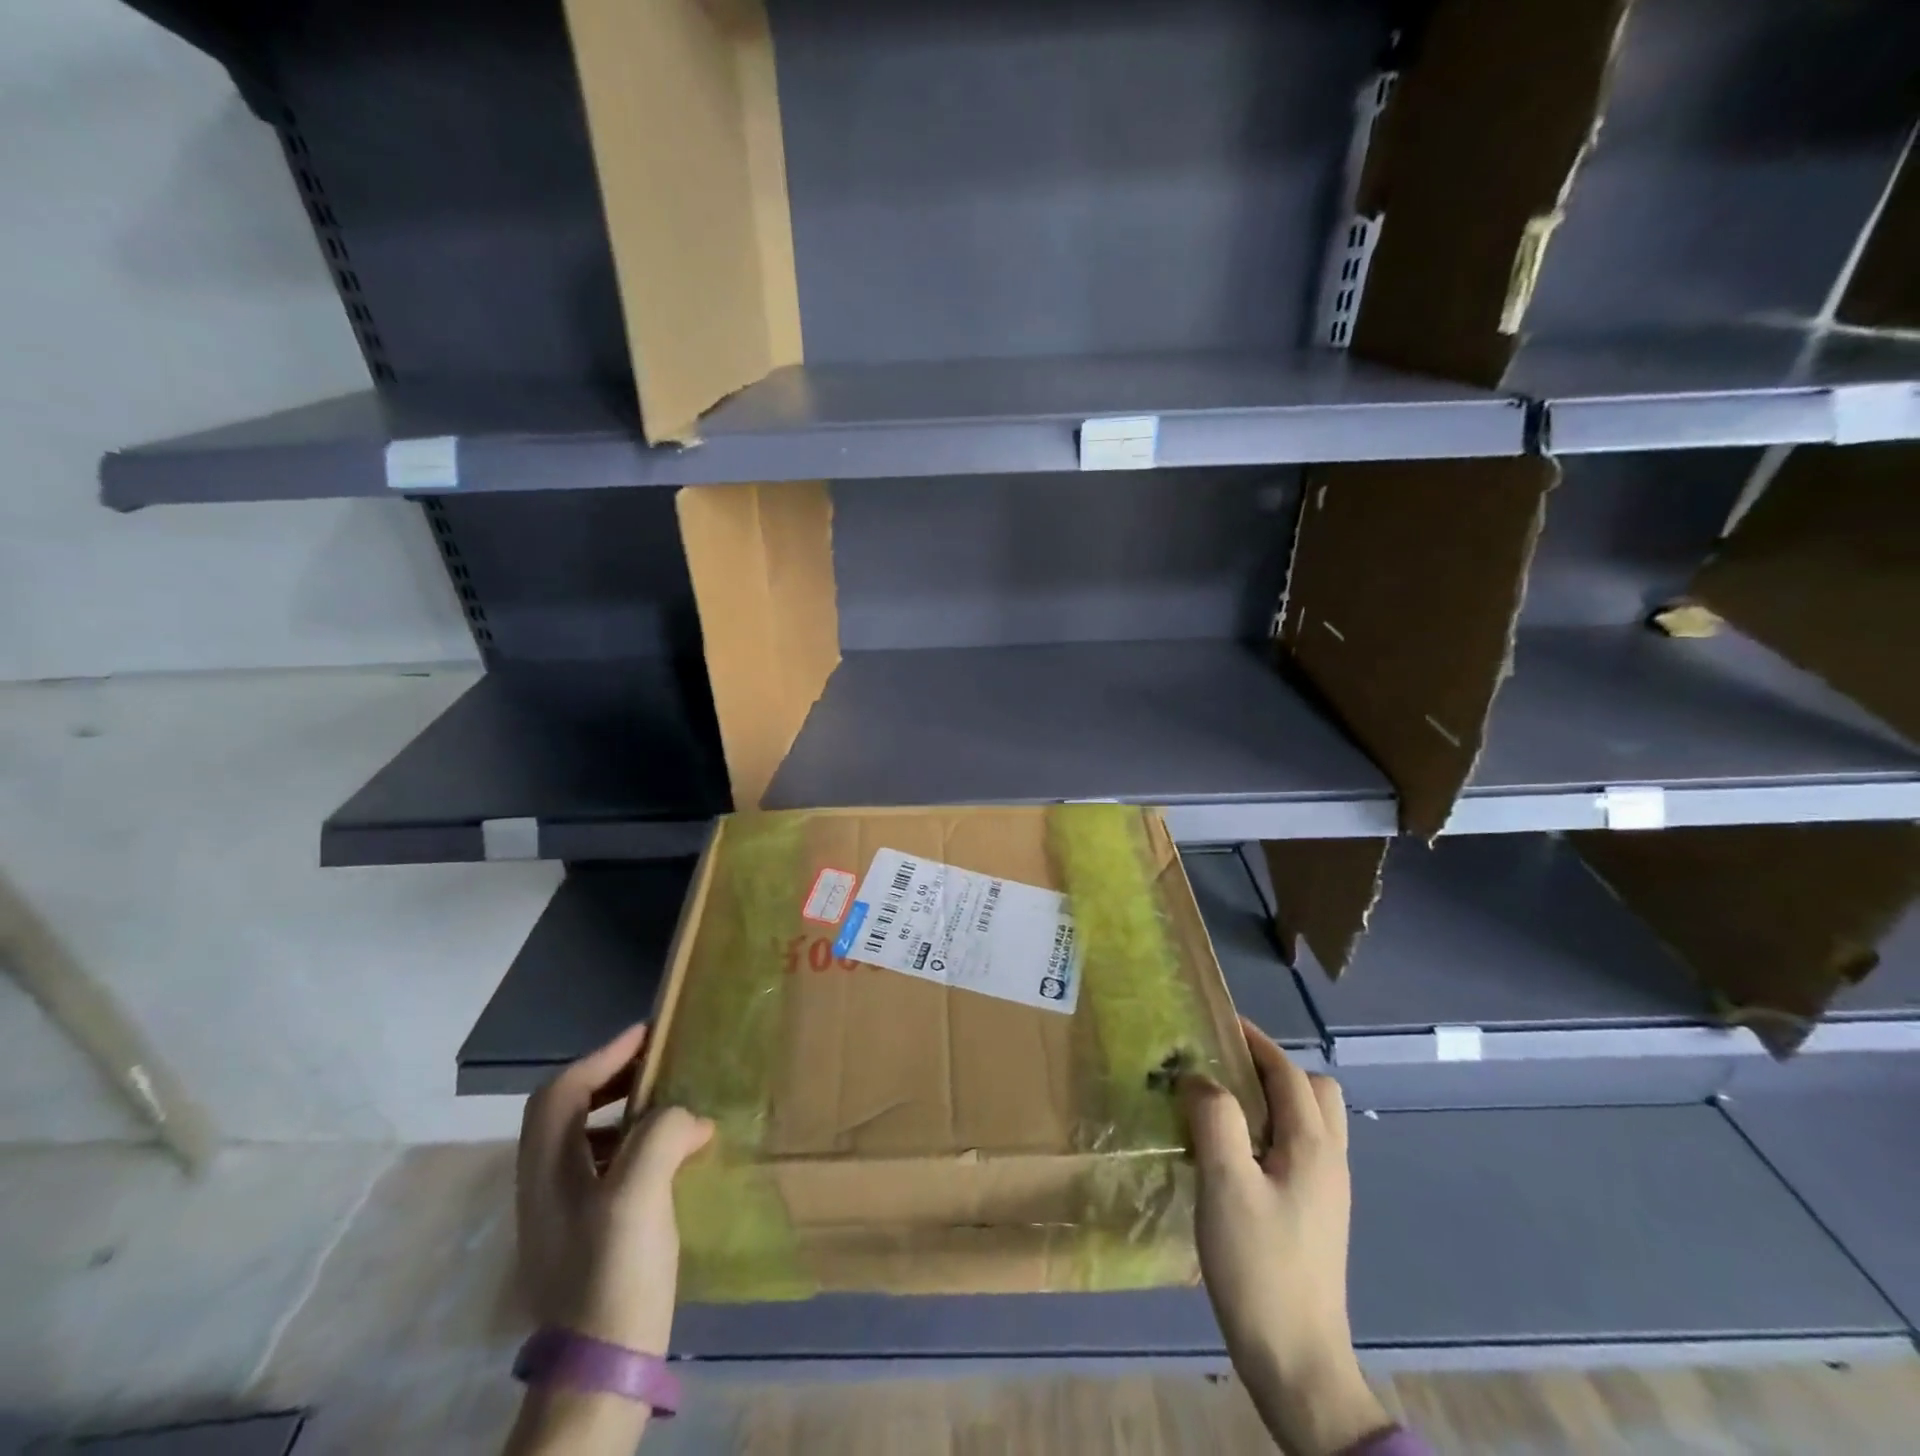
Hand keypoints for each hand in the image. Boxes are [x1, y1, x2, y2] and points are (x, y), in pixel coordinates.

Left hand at [515, 1023, 714, 1354]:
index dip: (603, 1056)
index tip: (647, 1034)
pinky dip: (636, 1146)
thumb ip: (660, 1135)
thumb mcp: (639, 1196)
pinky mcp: (585, 1237)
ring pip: (587, 1140)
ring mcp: (562, 1215)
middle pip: (568, 1111)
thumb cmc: (614, 1275)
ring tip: (672, 1105)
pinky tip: (674, 1158)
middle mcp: (544, 1187)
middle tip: (659, 1064)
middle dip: (612, 1078)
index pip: (563, 1092)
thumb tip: (686, 1117)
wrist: (600, 1375)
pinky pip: (606, 1168)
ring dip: (625, 1111)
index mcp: (546, 1171)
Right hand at [1180, 1018, 1388, 1455]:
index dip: (1256, 1041)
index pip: (1289, 1072)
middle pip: (1313, 1091)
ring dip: (1273, 1099)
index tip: (1219, 1022)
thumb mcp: (1226, 1184)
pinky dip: (1272, 1130)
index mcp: (1312, 1146)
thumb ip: (1215, 1119)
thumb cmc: (1259, 1266)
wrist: (1297, 1361)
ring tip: (1225, 1106)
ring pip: (1310, 1120)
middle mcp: (1329, 1160)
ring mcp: (1327, 1191)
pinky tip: (1235, 1152)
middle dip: (1272, 1068)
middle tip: (1224, 1069)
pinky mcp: (1315, 1214)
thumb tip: (1199, 1078)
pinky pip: (1299, 1148)